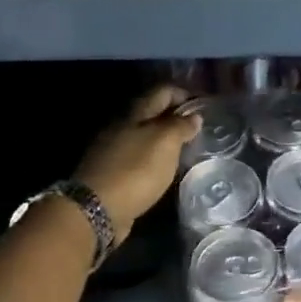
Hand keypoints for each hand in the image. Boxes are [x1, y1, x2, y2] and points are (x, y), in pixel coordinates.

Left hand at [75, 85, 200, 243]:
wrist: (96, 209)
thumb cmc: (135, 171)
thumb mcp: (165, 143)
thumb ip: (180, 127)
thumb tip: (194, 116)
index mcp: (134, 113)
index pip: (162, 92)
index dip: (184, 94)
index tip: (205, 106)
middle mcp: (121, 126)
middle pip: (151, 113)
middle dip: (174, 117)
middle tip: (199, 129)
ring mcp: (113, 150)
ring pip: (144, 136)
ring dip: (164, 139)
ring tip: (186, 150)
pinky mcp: (111, 173)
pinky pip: (137, 157)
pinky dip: (153, 158)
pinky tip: (164, 169)